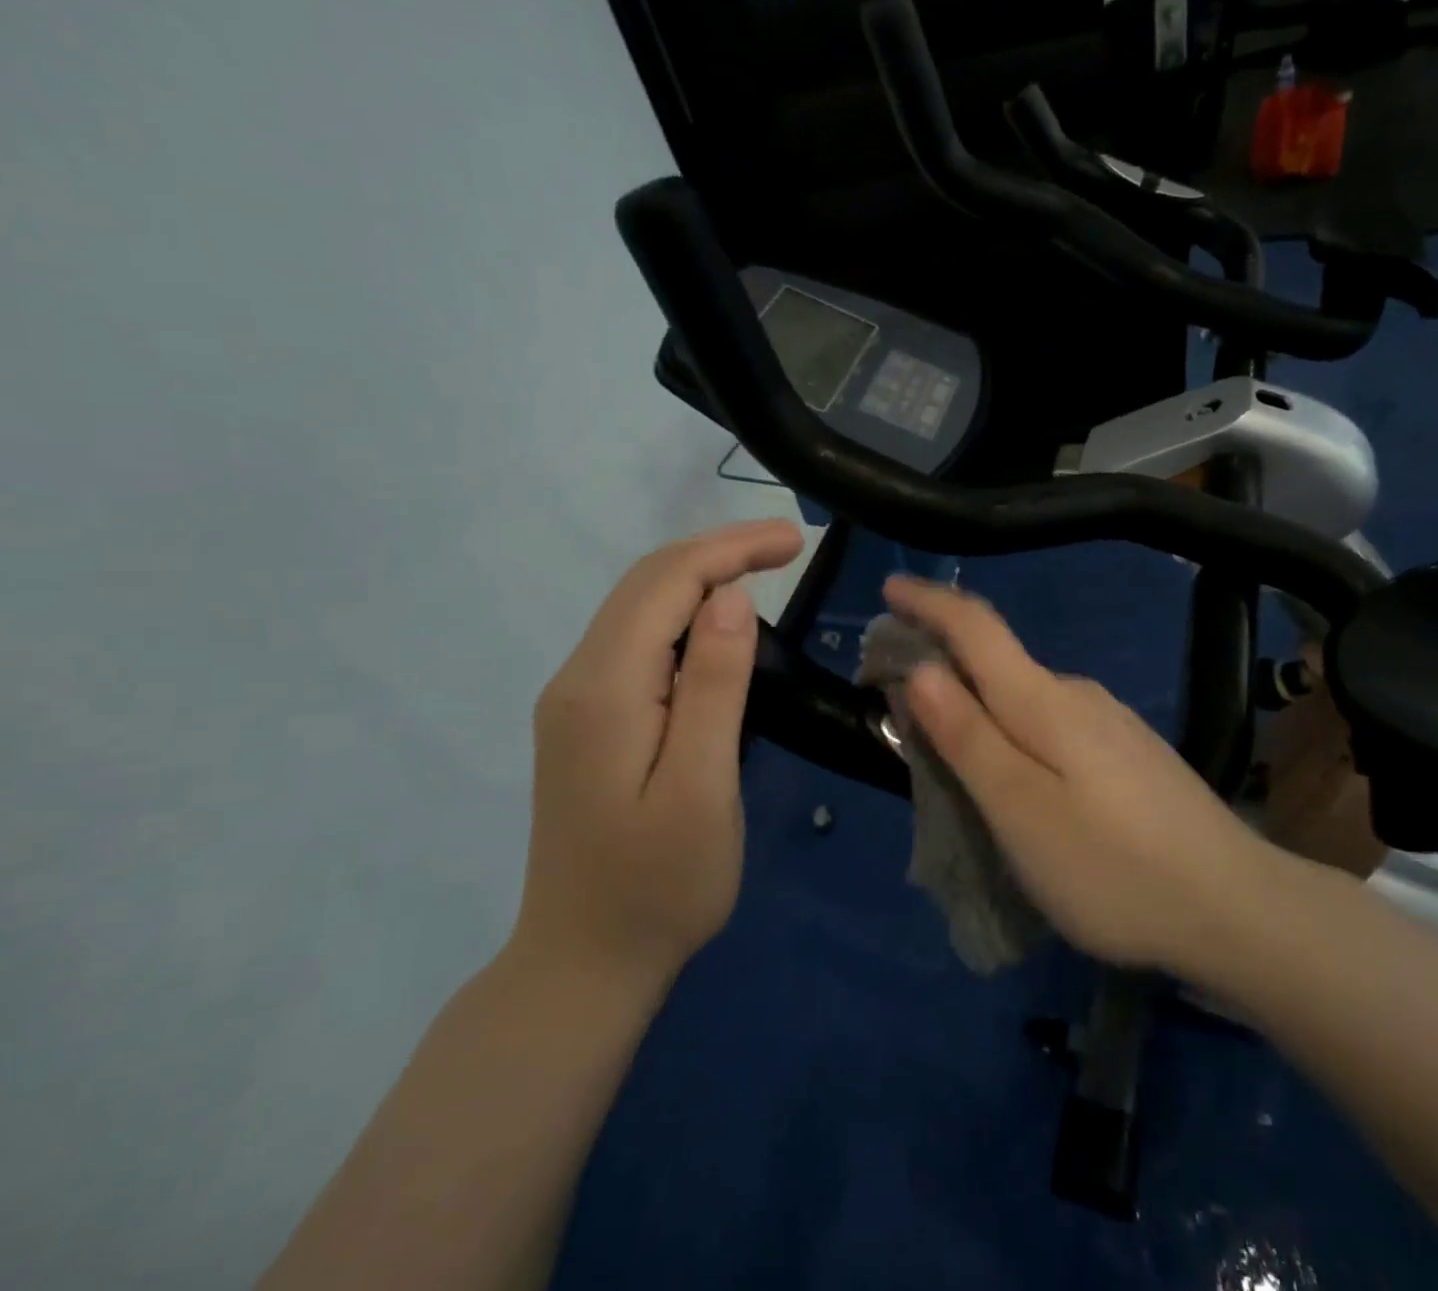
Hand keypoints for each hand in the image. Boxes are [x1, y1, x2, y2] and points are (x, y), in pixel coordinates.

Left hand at [515, 519, 803, 981]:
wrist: (584, 963)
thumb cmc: (659, 885)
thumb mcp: (701, 787)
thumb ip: (712, 686)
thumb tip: (729, 597)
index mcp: (604, 689)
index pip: (667, 583)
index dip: (732, 548)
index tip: (796, 539)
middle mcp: (578, 678)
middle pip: (647, 583)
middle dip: (718, 550)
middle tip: (788, 545)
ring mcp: (577, 700)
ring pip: (640, 606)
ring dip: (702, 576)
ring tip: (764, 568)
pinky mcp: (589, 719)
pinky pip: (638, 639)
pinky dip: (684, 611)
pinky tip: (720, 621)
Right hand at [884, 575, 1271, 974]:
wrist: (1236, 907)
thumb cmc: (1112, 867)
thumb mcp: (1020, 809)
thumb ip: (967, 736)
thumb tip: (922, 669)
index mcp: (1044, 700)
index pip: (976, 628)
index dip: (929, 603)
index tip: (890, 586)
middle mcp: (1079, 695)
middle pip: (997, 662)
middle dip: (943, 664)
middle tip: (896, 699)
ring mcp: (1111, 723)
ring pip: (1025, 699)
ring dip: (979, 704)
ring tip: (947, 748)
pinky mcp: (1129, 754)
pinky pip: (1052, 725)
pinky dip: (1015, 731)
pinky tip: (1017, 775)